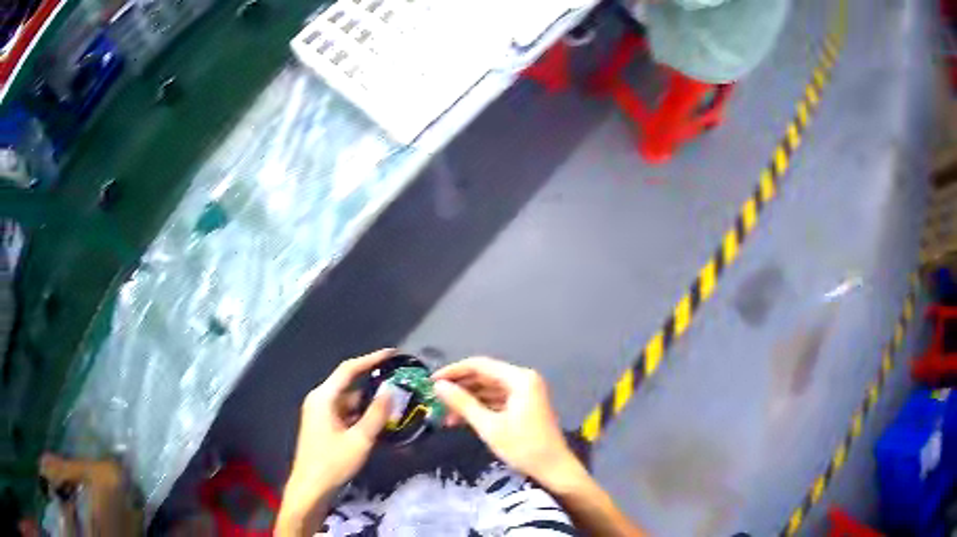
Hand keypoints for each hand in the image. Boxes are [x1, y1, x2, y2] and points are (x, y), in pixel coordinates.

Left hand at [278, 349, 394, 534]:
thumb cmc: (332, 462)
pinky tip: (381, 422)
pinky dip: (363, 415)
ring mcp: (321, 414)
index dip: (371, 359)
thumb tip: (392, 391)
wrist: (311, 487)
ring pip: (350, 402)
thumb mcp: (359, 440)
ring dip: (370, 403)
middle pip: (349, 385)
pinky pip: (347, 414)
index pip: (348, 369)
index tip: (393, 354)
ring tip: (396, 403)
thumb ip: (376, 414)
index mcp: (323, 397)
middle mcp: (320, 400)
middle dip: (374, 383)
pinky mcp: (325, 426)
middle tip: (400, 382)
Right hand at [432, 357, 583, 488]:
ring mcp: (525, 393)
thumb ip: (463, 403)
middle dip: (459, 388)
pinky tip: (461, 420)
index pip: (479, 365)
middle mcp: (523, 380)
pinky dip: (479, 409)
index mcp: (519, 379)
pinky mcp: (524, 407)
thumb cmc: (523, 447)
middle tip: (435, 400)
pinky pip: (496, 401)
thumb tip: (438, 386)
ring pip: (488, 390)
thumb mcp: (489, 426)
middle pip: (484, 376)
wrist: (554, 469)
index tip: (431, 382)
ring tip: (443, 415)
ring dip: (467, 401)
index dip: (453, 371)